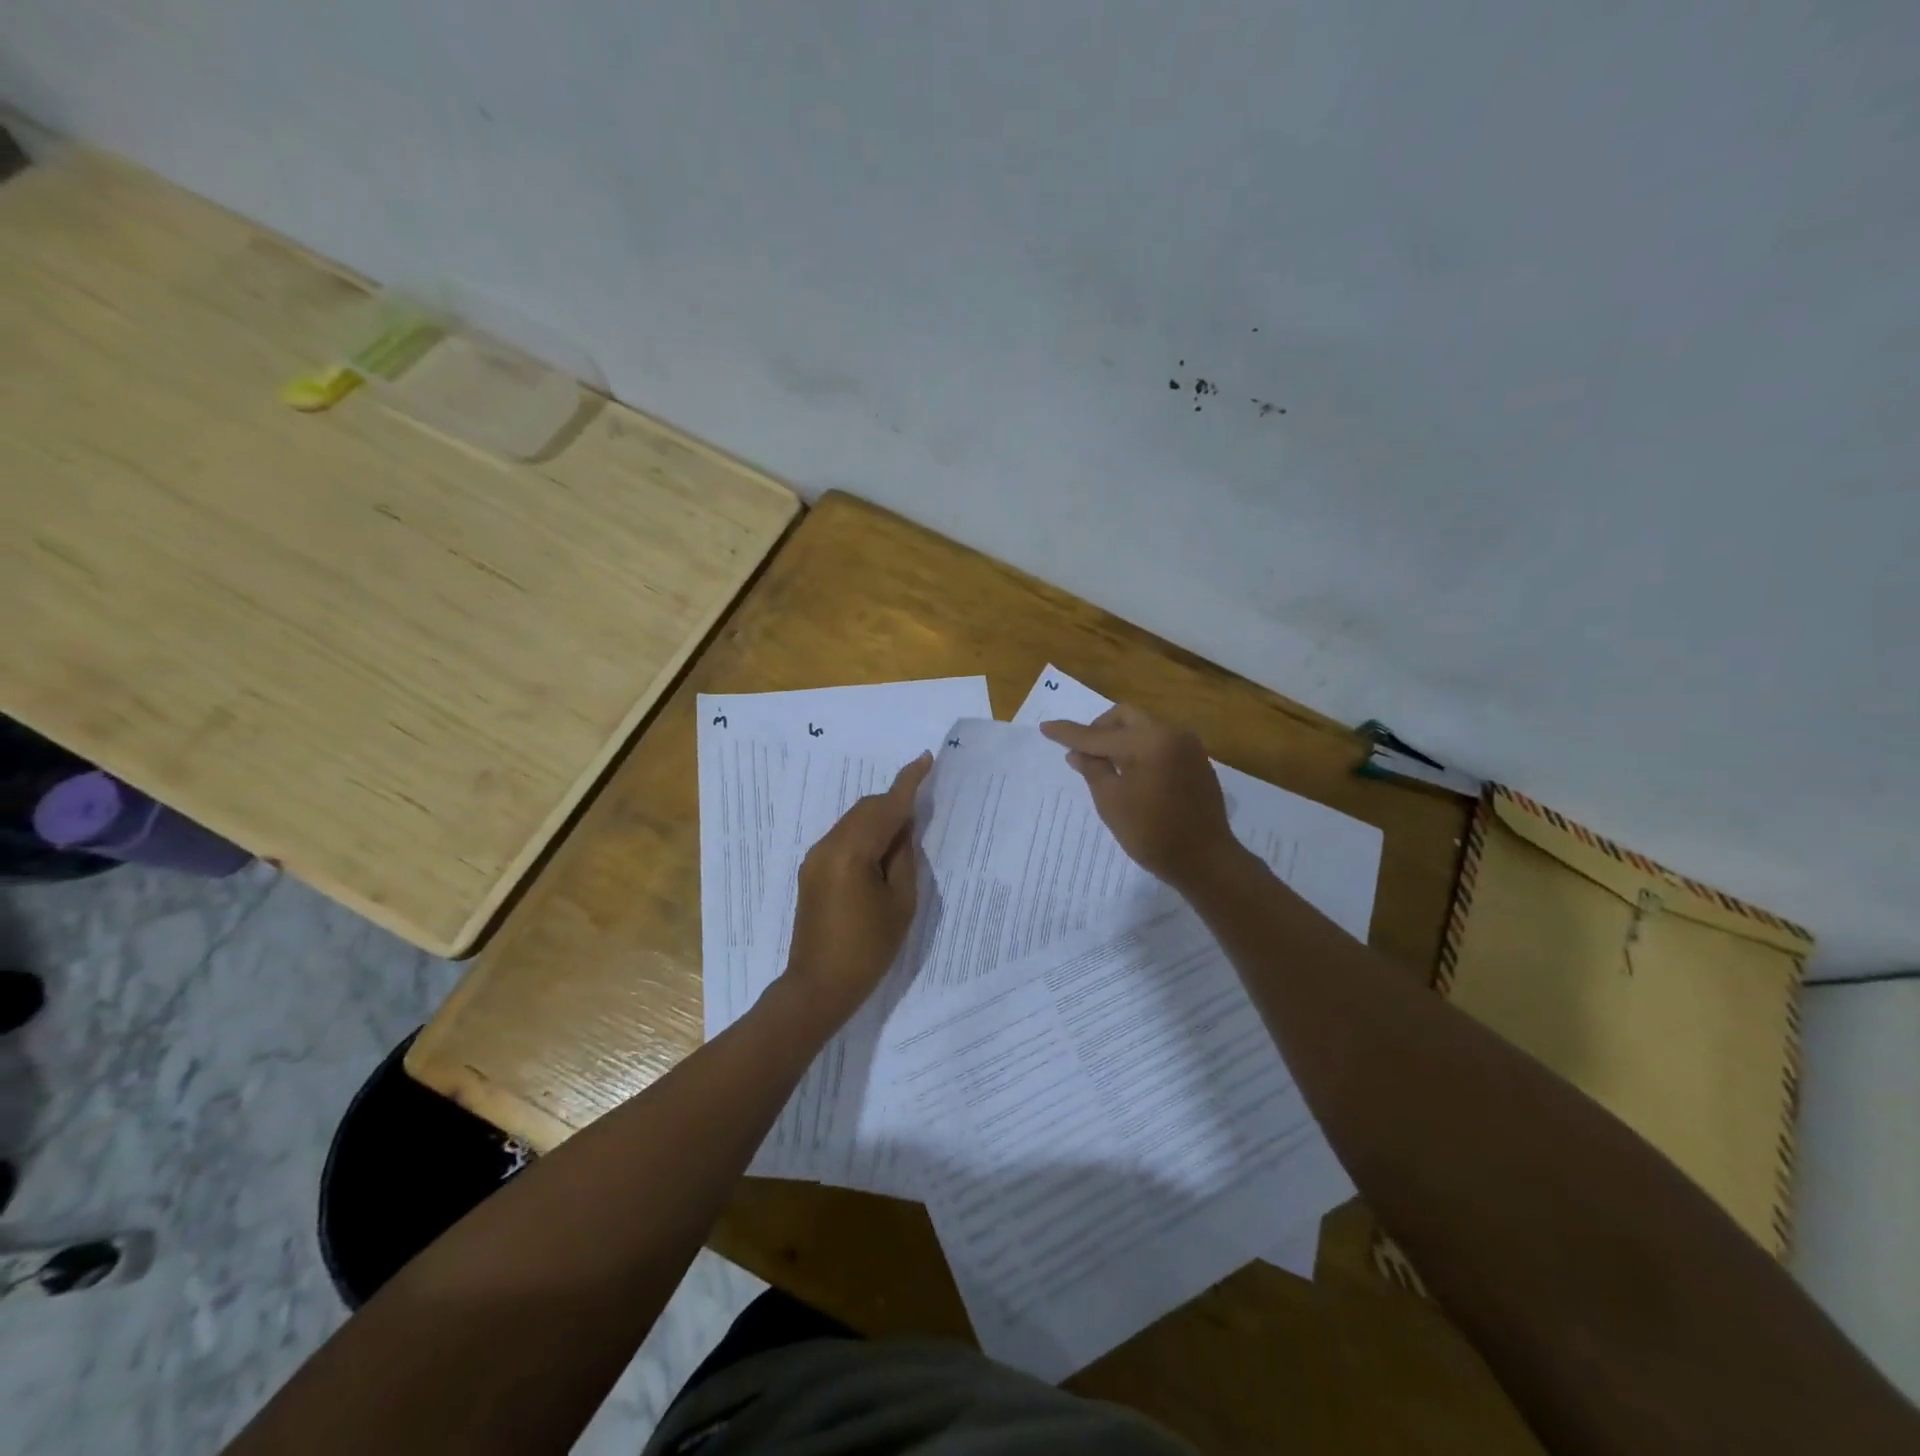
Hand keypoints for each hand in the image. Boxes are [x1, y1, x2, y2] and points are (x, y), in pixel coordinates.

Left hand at [781, 751, 932, 1025]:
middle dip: (894, 802)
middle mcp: (828, 845)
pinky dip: (865, 834)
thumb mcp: (901, 903)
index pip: (886, 806)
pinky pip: (843, 837)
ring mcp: (815, 857)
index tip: (925, 758)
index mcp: (852, 852)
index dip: (908, 782)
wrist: (818, 986)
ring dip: (879, 819)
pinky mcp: (812, 870)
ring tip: (905, 835)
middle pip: (866, 808)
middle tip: (922, 810)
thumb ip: (903, 857)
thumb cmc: (868, 949)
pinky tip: (881, 851)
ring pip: (853, 821)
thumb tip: (903, 827)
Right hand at [1040, 705, 1243, 891]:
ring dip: (1121, 738)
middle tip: (1083, 751)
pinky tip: (1131, 773)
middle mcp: (1172, 734)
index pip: (1099, 734)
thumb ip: (1092, 769)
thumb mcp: (1111, 802)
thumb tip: (1077, 752)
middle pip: (1126, 717)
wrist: (1205, 861)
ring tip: (1105, 764)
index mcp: (1150, 740)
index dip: (1070, 734)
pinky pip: (1161, 743)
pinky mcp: (1197, 762)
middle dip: (1100, 729)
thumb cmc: (1152, 833)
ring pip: (1145, 728)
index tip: (1046, 727)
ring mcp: (1188, 747)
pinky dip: (1140, 750)